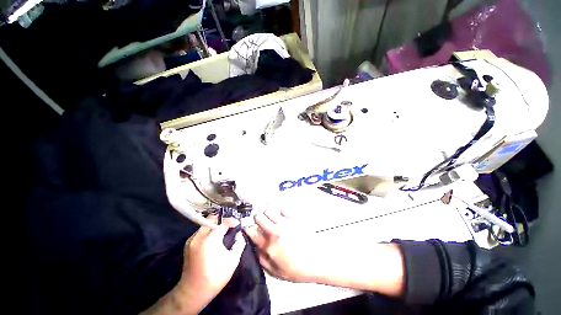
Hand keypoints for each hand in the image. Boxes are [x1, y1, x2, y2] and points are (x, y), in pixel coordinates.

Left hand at [180, 217, 245, 303]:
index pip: (223, 222)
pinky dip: (209, 230)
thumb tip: (239, 235)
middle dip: (222, 219)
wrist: (193, 292)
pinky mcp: (188, 244)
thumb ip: (239, 243)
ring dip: (215, 224)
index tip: (238, 224)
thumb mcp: (233, 260)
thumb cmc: (215, 277)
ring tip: (223, 230)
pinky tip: (214, 237)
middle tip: (230, 225)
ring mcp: (192, 240)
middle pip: (212, 218)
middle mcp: (199, 236)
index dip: (232, 221)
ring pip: (205, 224)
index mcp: (210, 239)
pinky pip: (201, 231)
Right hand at [244, 210, 323, 282]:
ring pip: (269, 210)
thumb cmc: (296, 270)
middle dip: (257, 218)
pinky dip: (280, 212)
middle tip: (260, 221)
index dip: (247, 227)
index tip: (245, 225)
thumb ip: (262, 259)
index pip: (252, 232)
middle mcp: (275, 231)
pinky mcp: (294, 218)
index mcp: (269, 245)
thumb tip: (255, 247)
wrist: (317, 261)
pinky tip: (283, 217)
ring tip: (271, 218)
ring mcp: (285, 223)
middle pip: (259, 217)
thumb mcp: (276, 272)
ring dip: (267, 213)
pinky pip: (283, 209)